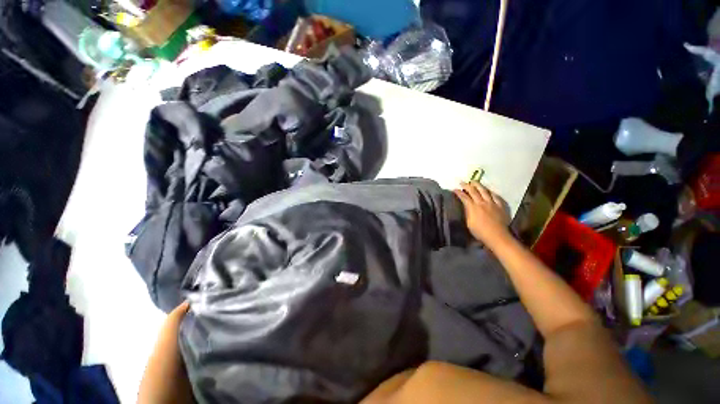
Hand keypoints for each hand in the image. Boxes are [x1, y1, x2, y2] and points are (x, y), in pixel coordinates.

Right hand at [453, 181, 509, 243]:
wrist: (497, 236)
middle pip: (473, 191)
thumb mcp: (469, 223)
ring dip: (478, 185)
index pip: (464, 197)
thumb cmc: (480, 232)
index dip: (458, 192)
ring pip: (484, 191)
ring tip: (474, 182)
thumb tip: (466, 206)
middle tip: (462, 182)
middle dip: (466, 185)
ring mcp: (492, 203)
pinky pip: (495, 196)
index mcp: (472, 207)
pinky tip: (489, 191)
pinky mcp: (500, 206)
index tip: (454, 189)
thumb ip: (467, 212)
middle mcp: (481, 202)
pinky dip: (491, 192)